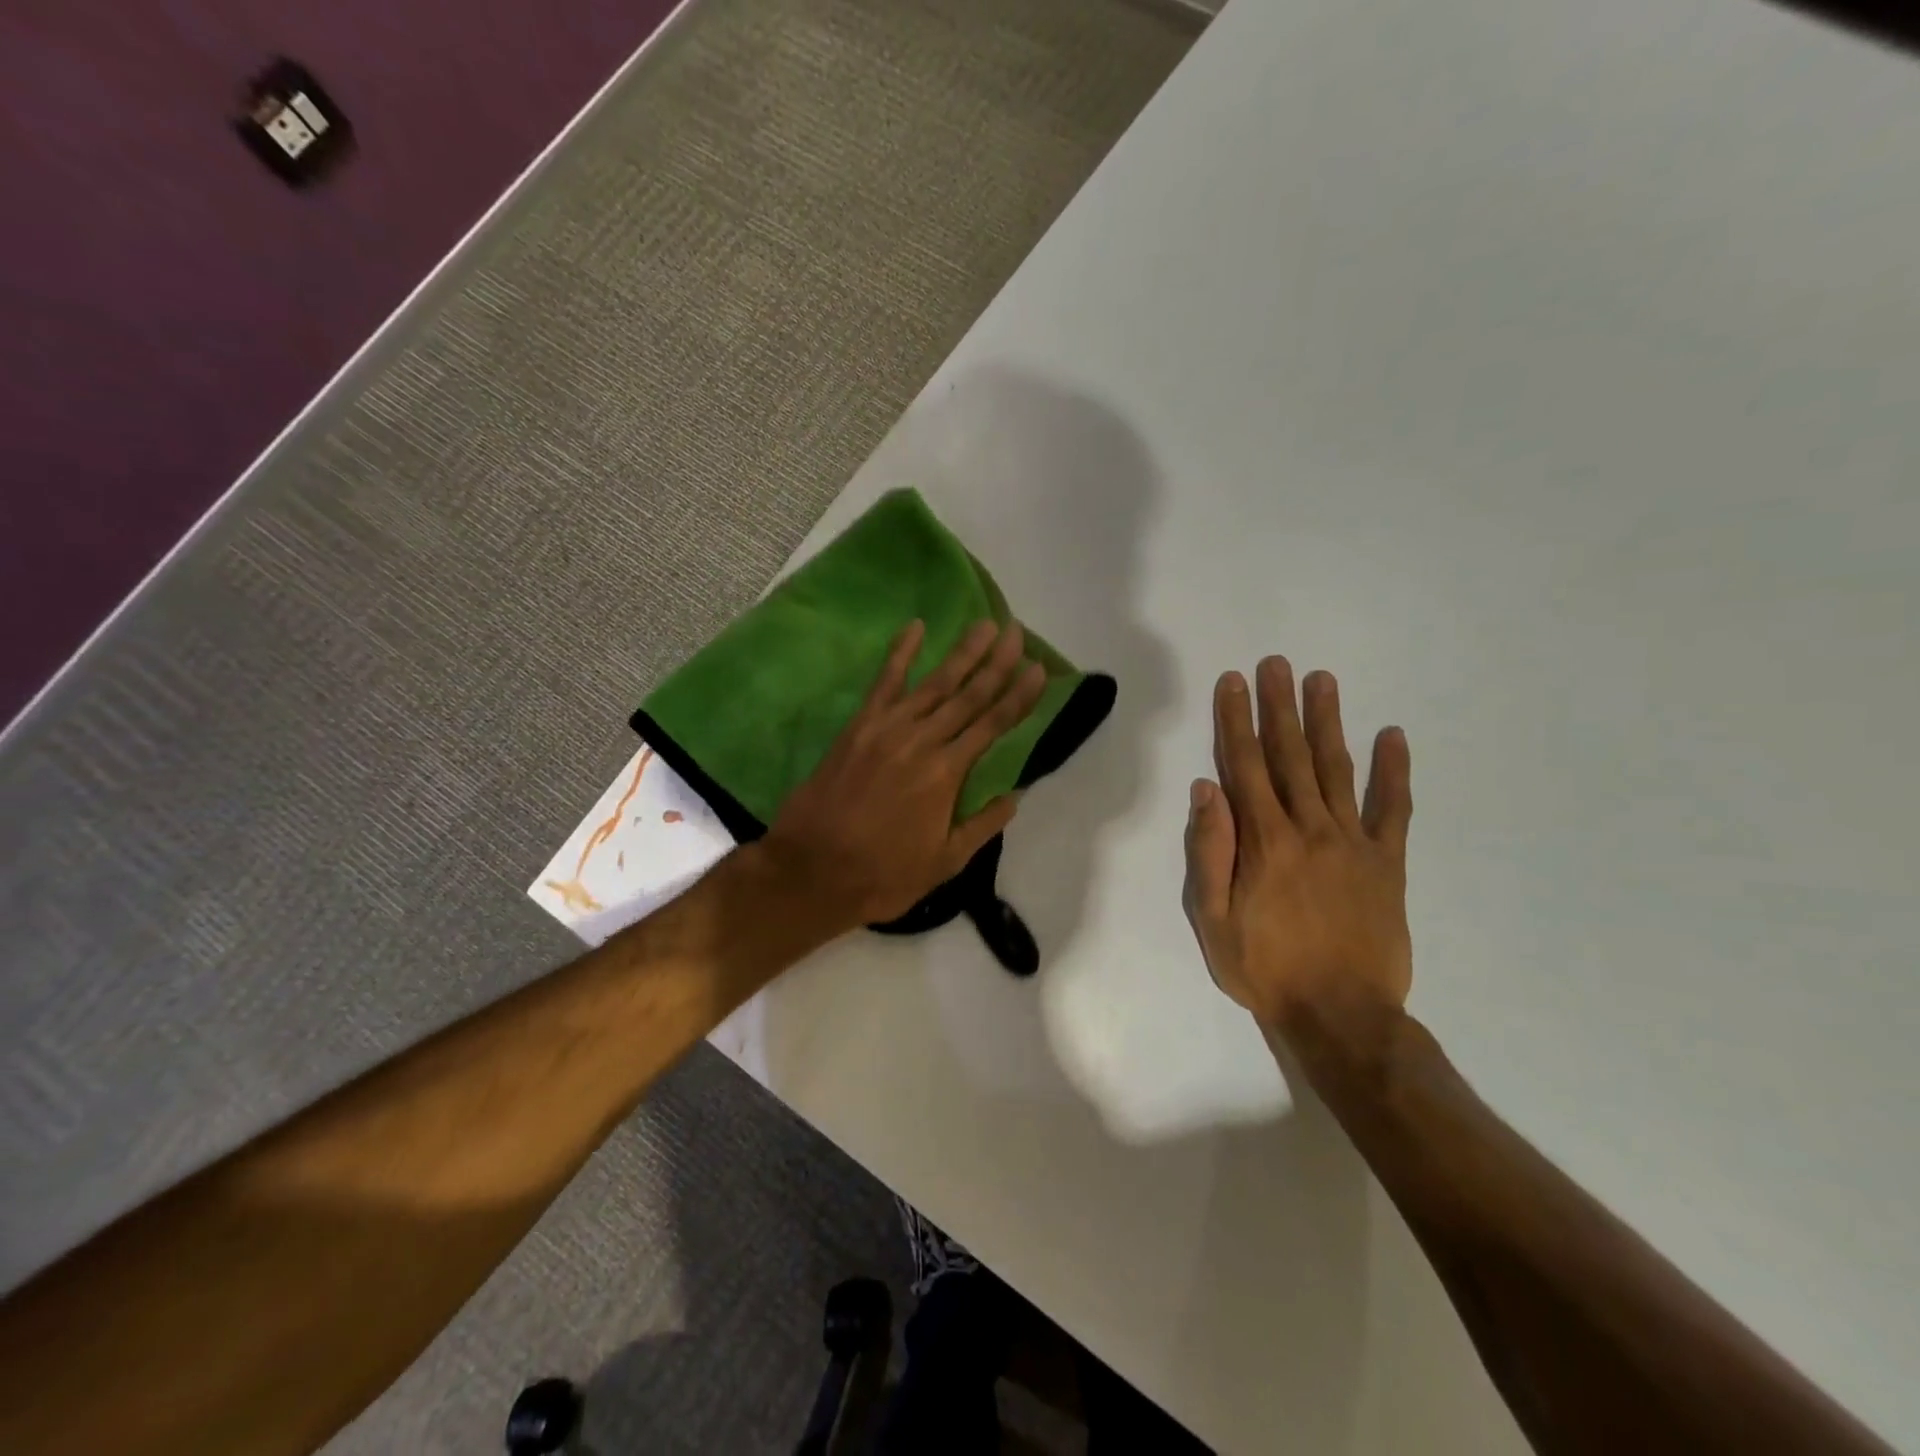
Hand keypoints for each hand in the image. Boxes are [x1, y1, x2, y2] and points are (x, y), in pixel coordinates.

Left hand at [762, 618, 1047, 928]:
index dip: (1019, 696)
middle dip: (996, 662)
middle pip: (969, 694)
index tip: (1037, 669)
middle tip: (1016, 631)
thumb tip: (1015, 797)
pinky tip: (915, 627)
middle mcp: (922, 741)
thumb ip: (982, 826)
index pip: (993, 725)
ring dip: (961, 652)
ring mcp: (887, 729)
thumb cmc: (883, 874)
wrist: (812, 870)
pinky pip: (883, 682)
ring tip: (983, 625)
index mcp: (946, 773)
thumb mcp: (944, 862)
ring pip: (933, 682)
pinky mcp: (858, 727)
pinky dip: (900, 652)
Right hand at [1182, 657, 1412, 1035]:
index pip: (1245, 766)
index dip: (1236, 721)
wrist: (1342, 1016)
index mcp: (1264, 841)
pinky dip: (1394, 772)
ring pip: (1336, 770)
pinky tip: (1393, 736)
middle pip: (1290, 756)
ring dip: (1327, 722)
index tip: (1233, 682)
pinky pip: (1394, 810)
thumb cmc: (1266, 968)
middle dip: (1279, 706)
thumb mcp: (1214, 919)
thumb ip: (1210, 852)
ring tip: (1322, 680)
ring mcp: (1354, 843)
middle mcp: (1309, 829)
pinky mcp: (1387, 863)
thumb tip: (1206, 789)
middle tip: (1276, 664)